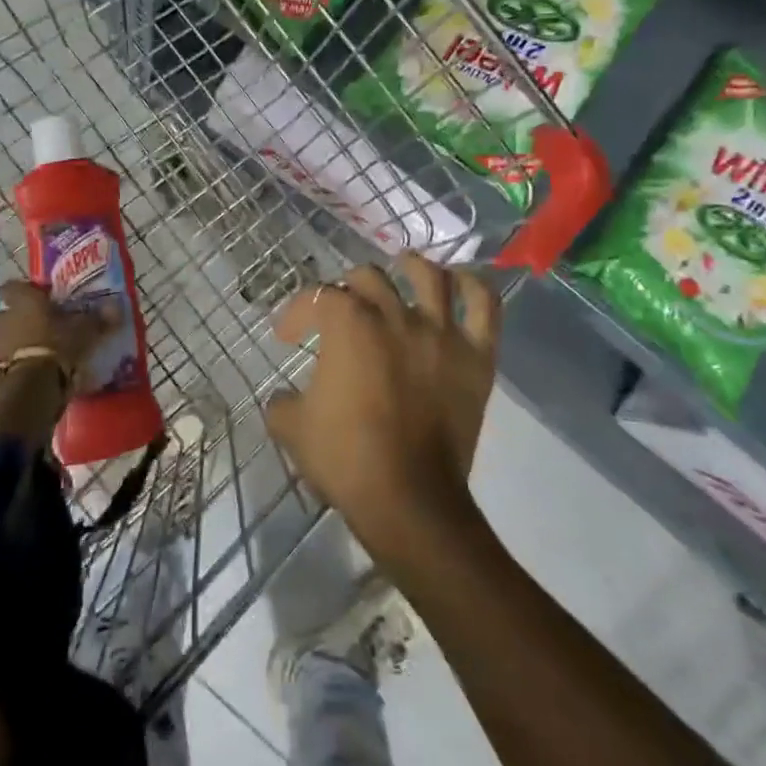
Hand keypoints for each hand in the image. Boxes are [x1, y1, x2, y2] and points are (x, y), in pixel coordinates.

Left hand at [0, 280, 118, 391]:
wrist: (33, 385)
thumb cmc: (58, 343)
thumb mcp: (85, 329)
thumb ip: (99, 318)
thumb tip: (116, 307)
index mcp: (23, 301)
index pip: (13, 287)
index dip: (26, 291)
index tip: (42, 297)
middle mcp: (6, 318)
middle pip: (7, 313)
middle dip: (20, 317)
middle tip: (42, 323)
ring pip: (8, 337)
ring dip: (21, 341)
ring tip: (45, 348)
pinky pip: (12, 360)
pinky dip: (23, 362)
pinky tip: (41, 368)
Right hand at [263, 253, 500, 556]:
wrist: (408, 499)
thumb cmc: (346, 458)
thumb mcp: (290, 428)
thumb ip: (281, 401)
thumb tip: (285, 396)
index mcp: (348, 325)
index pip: (317, 298)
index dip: (297, 313)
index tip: (287, 337)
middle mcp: (395, 315)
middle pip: (369, 278)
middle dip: (346, 288)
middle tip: (340, 310)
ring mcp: (441, 333)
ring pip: (429, 277)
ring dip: (411, 266)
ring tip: (403, 267)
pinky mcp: (477, 356)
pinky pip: (484, 306)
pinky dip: (473, 286)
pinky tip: (459, 281)